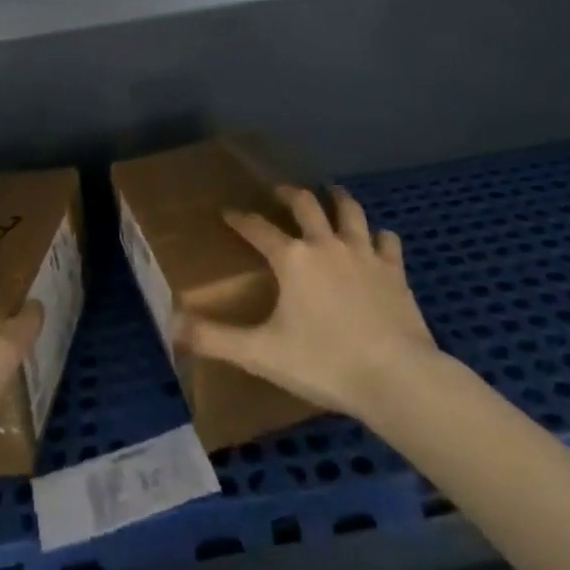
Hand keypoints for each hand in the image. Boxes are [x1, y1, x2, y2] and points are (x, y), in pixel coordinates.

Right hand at [176, 186, 443, 424]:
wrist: (396, 377)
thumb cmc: (324, 363)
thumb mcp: (261, 353)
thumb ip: (215, 338)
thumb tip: (173, 324)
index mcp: (292, 258)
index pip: (258, 228)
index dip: (240, 219)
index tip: (228, 211)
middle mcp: (326, 244)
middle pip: (305, 204)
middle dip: (289, 194)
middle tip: (281, 192)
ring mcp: (364, 253)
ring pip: (349, 211)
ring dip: (338, 198)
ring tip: (331, 192)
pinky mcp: (394, 270)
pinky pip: (386, 240)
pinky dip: (379, 236)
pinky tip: (377, 238)